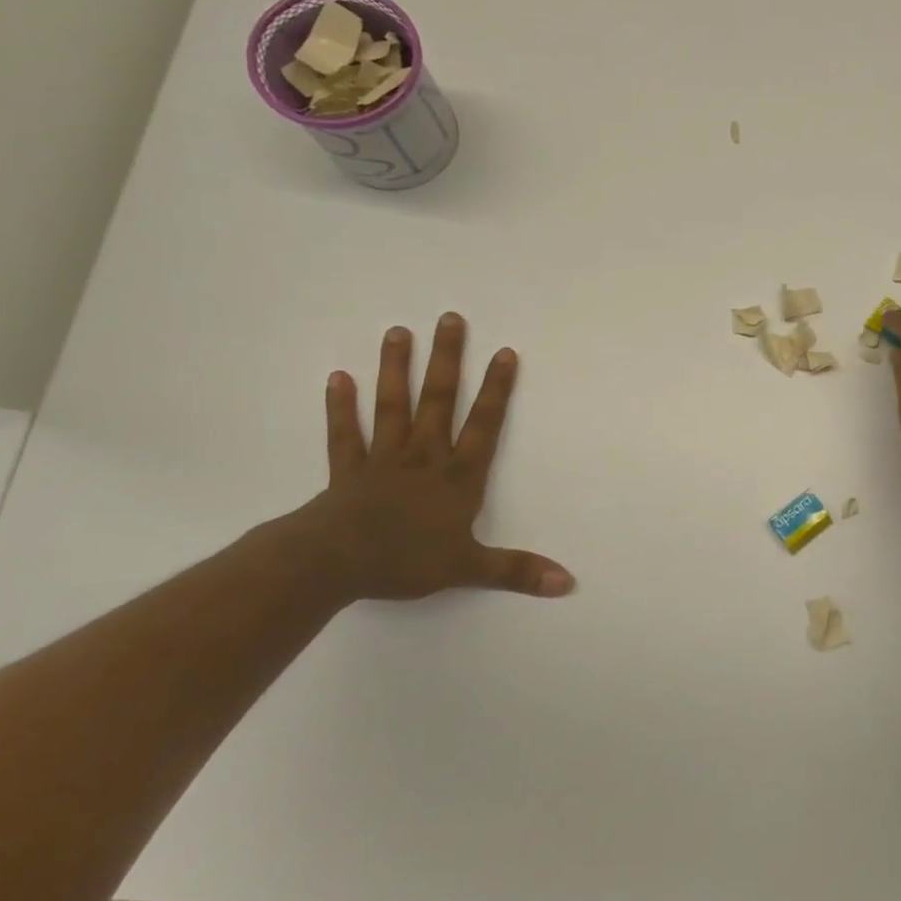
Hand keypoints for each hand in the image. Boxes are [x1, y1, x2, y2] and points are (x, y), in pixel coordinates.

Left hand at [278, 313, 574, 604]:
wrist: (332, 565)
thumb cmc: (405, 561)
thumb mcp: (469, 568)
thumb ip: (517, 570)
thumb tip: (567, 582)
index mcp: (457, 476)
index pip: (484, 425)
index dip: (497, 389)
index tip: (505, 352)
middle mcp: (424, 457)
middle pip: (438, 401)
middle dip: (447, 360)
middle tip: (449, 319)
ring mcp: (383, 459)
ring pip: (393, 406)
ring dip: (396, 369)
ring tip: (398, 332)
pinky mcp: (347, 470)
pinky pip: (344, 433)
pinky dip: (340, 406)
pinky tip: (337, 377)